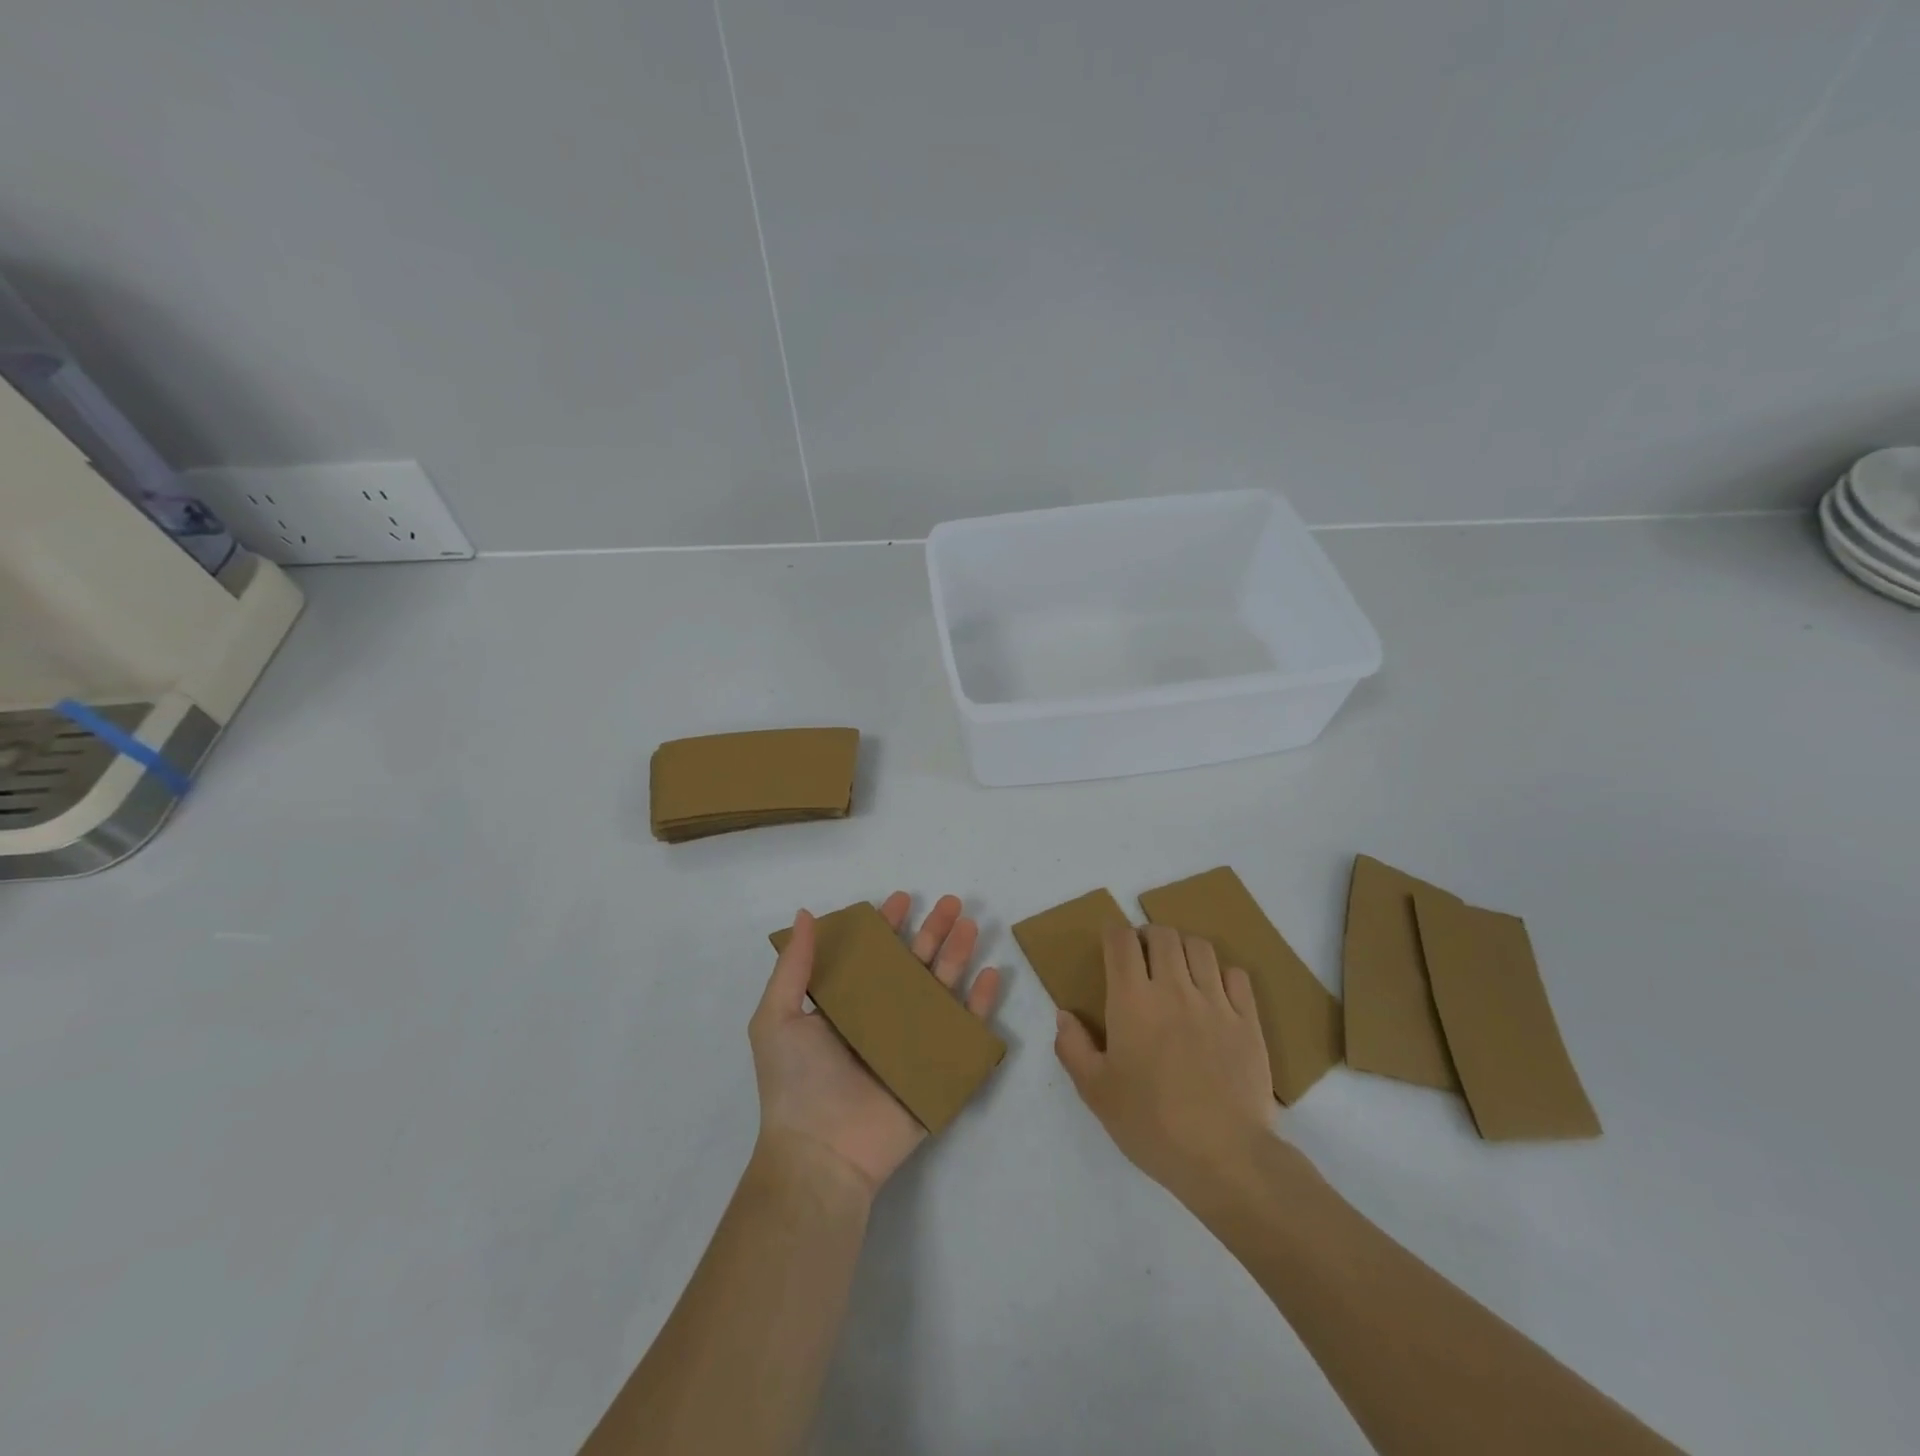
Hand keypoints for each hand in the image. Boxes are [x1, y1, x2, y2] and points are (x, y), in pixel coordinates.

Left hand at [751, 893, 1002, 1195]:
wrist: (821, 1154)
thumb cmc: (796, 1083)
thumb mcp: (777, 1017)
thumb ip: (794, 966)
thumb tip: (806, 913)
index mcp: (848, 1005)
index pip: (874, 956)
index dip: (888, 926)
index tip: (902, 898)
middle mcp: (883, 1018)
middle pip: (915, 965)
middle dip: (933, 932)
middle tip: (951, 903)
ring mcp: (913, 1043)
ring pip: (943, 989)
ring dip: (958, 955)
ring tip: (970, 926)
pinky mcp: (937, 1070)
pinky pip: (964, 1031)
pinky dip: (980, 1004)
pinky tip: (990, 975)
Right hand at [1054, 924, 1275, 1199]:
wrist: (1225, 1157)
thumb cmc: (1151, 1124)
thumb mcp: (1096, 1092)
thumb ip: (1073, 1048)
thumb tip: (1064, 1015)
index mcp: (1132, 1000)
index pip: (1121, 940)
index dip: (1113, 933)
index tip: (1110, 945)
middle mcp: (1173, 988)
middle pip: (1163, 934)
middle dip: (1148, 936)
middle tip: (1143, 958)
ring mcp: (1215, 1002)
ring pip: (1200, 947)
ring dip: (1184, 948)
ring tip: (1178, 969)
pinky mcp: (1248, 1021)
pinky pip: (1237, 975)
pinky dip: (1222, 973)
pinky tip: (1214, 993)